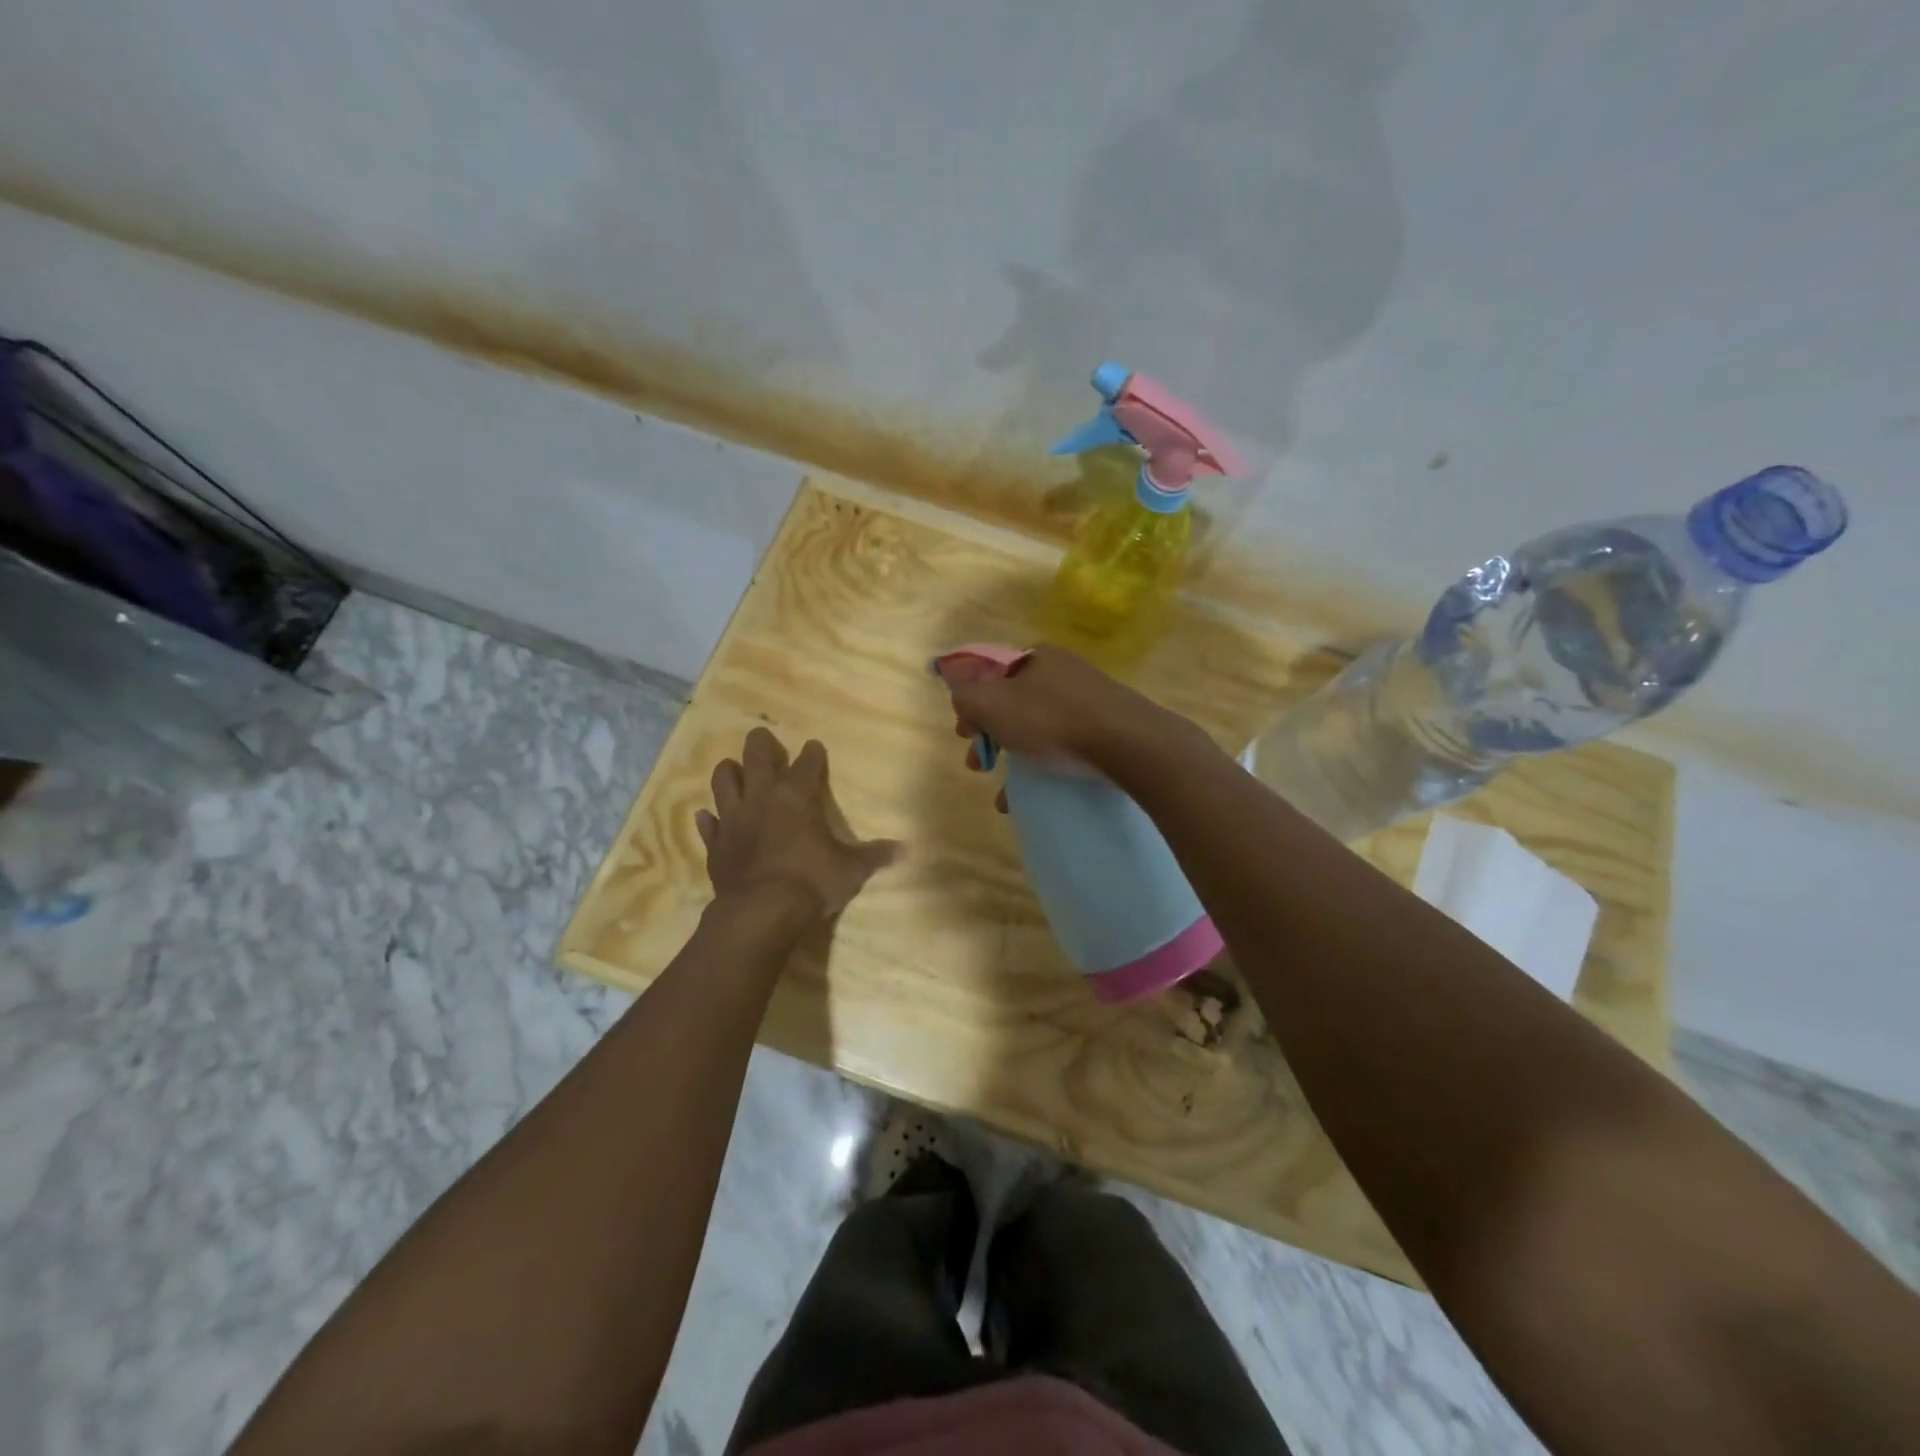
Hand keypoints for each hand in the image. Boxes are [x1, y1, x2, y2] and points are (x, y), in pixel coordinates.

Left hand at [696, 728, 903, 920]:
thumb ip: (874, 856)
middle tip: (762, 736)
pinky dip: (708, 819)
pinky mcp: (715, 844)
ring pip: (723, 782)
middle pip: (756, 757)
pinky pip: (708, 825)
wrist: (761, 912)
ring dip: (728, 772)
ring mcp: (733, 819)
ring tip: (732, 768)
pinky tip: (707, 816)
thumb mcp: (851, 870)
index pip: (806, 764)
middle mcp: (762, 798)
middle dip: (760, 744)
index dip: (812, 754)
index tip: (814, 746)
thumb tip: (906, 849)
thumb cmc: (811, 882)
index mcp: (797, 796)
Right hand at [944, 645, 1168, 771]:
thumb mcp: (992, 704)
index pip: (991, 674)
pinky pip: (1065, 745)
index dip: (971, 702)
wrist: (1128, 744)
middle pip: (1013, 703)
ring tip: (1004, 793)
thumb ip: (966, 697)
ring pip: (1039, 727)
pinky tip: (1033, 796)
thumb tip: (962, 697)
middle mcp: (1063, 672)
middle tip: (978, 762)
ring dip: (1015, 758)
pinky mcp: (1108, 728)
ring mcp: (1089, 700)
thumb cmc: (1052, 720)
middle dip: (991, 735)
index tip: (964, 734)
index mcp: (1036, 658)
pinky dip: (1044, 767)